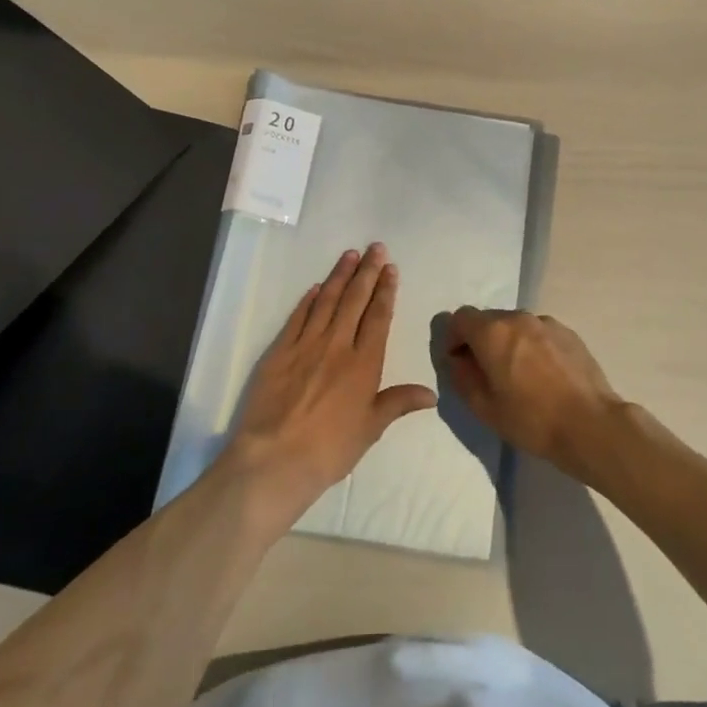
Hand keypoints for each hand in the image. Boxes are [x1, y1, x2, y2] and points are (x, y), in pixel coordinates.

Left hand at [226, 244, 435, 525]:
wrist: (275, 459)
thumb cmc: (330, 449)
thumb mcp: (370, 429)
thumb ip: (398, 403)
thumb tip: (431, 393)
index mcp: (363, 364)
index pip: (378, 317)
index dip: (385, 291)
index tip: (390, 269)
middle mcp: (337, 346)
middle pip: (355, 301)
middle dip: (367, 272)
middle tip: (375, 247)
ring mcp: (306, 345)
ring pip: (327, 302)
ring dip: (340, 276)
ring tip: (349, 254)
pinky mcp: (279, 351)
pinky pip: (298, 317)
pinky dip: (309, 300)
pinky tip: (317, 287)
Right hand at [444, 309, 627, 481]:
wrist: (590, 424)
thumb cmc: (531, 419)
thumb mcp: (484, 407)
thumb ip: (462, 377)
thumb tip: (458, 360)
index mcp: (493, 332)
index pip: (461, 318)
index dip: (454, 337)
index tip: (458, 361)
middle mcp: (518, 318)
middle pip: (488, 319)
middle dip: (480, 340)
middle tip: (486, 372)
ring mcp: (547, 323)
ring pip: (515, 325)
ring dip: (508, 342)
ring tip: (518, 375)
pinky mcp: (569, 333)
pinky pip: (539, 333)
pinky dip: (532, 346)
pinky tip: (543, 375)